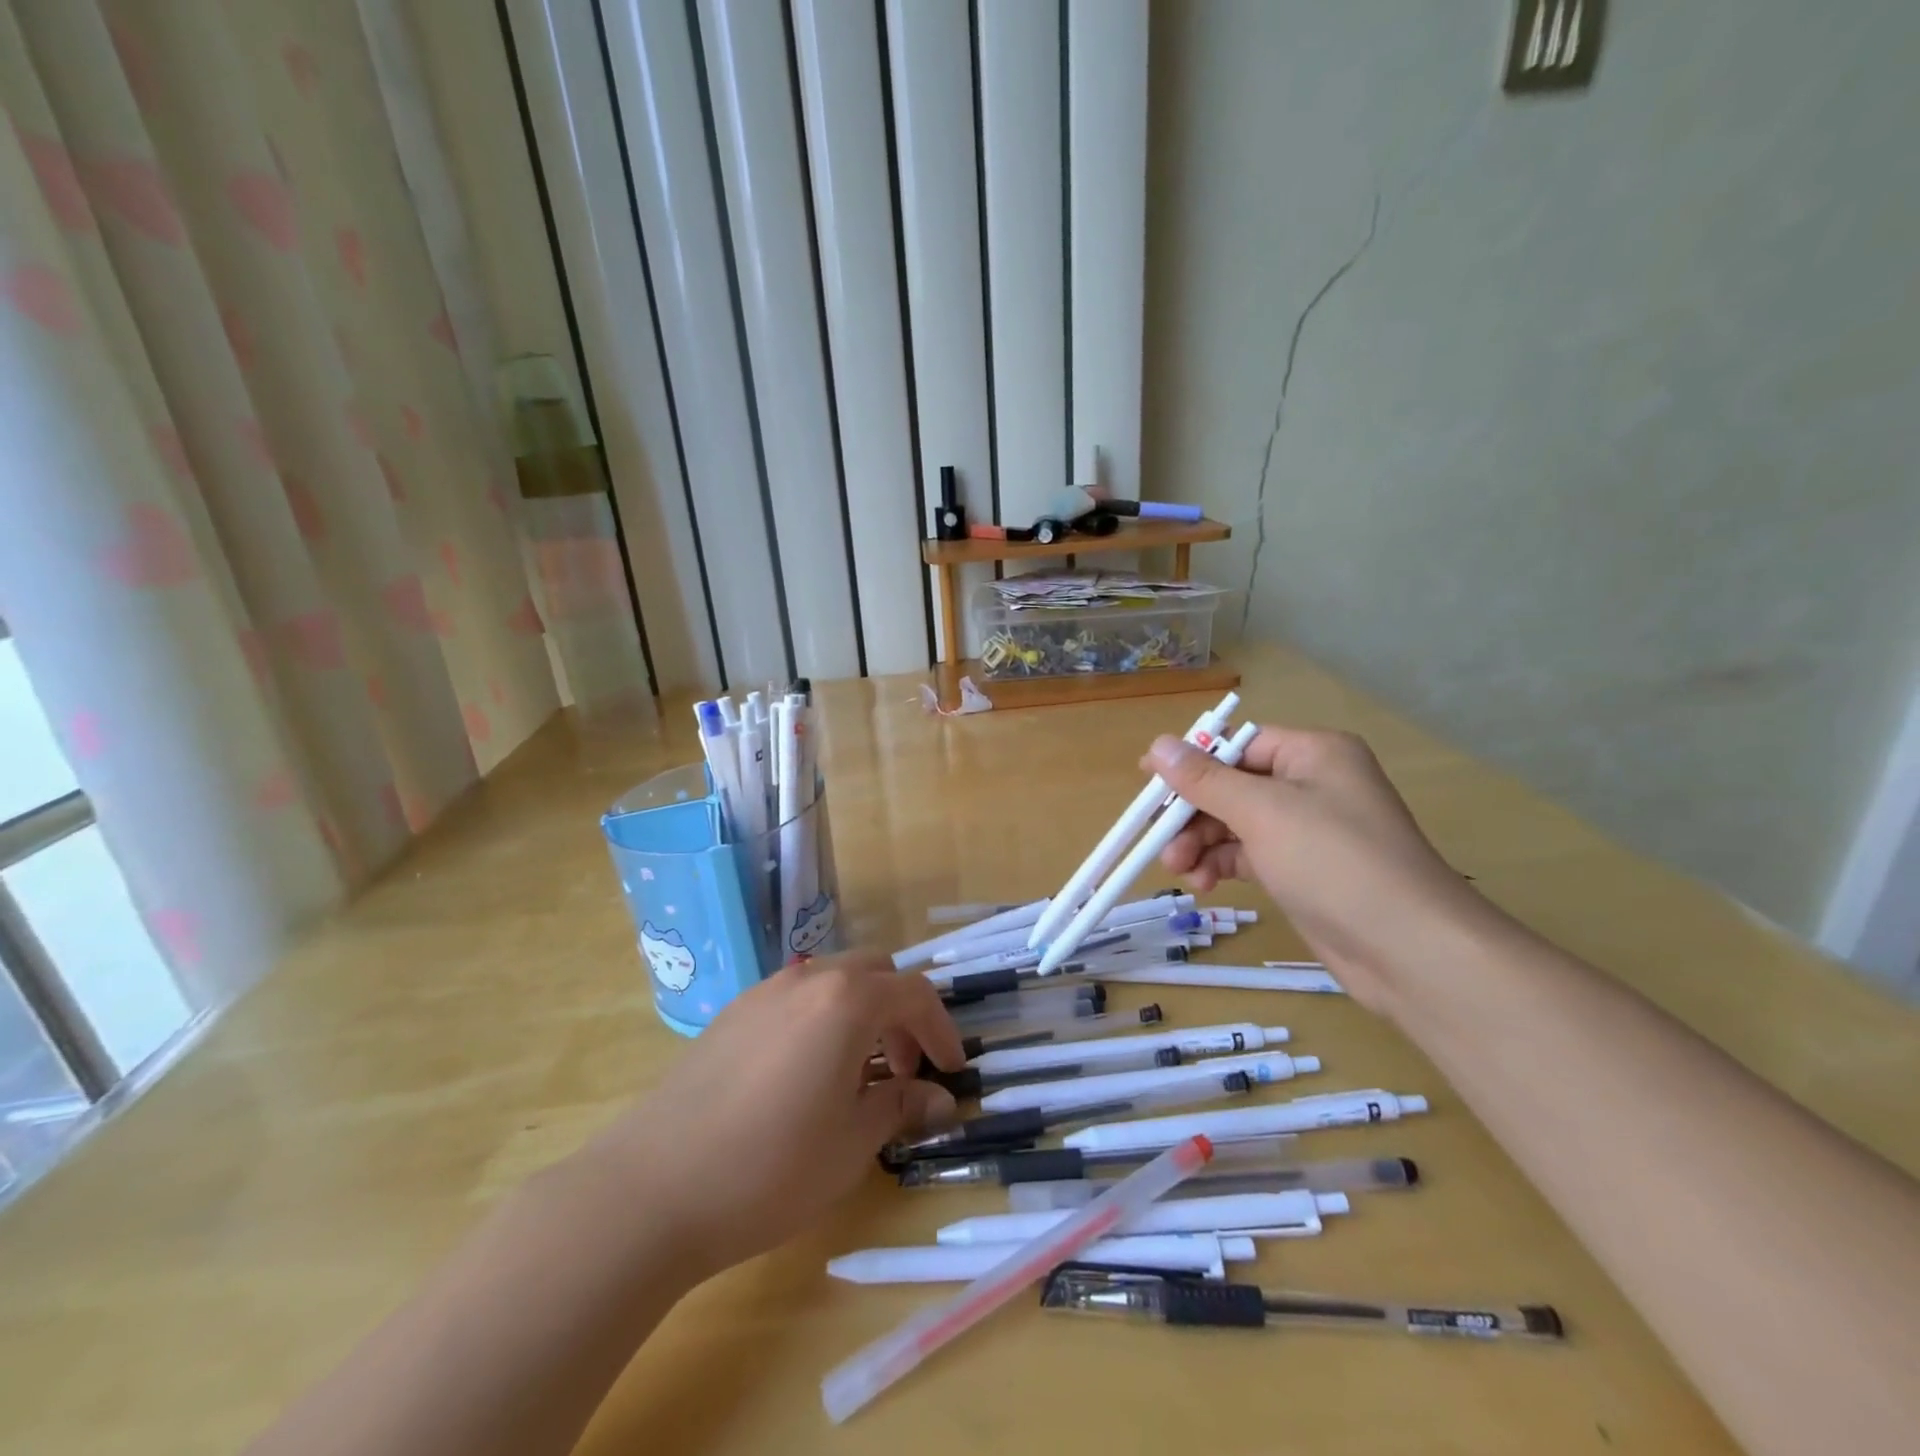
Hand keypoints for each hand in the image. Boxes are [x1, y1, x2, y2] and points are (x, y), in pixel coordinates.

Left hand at [583, 951, 963, 1282]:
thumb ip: (900, 1107)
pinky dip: (821, 1018)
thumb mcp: (850, 1143)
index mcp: (846, 1001)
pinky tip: (806, 1074)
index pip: (914, 994)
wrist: (652, 1189)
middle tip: (903, 1069)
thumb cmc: (769, 1168)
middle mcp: (808, 980)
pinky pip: (796, 997)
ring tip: (857, 1074)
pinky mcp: (732, 1013)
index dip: (941, 1030)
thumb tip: (940, 1099)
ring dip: (861, 1012)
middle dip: (900, 1012)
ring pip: (833, 979)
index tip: (952, 1070)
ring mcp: (765, 992)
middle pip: (874, 972)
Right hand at [1145, 727, 1484, 1005]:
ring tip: (1181, 871)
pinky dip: (1222, 864)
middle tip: (1161, 843)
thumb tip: (1158, 744)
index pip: (1237, 745)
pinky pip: (1248, 854)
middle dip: (1193, 814)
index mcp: (1313, 754)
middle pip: (1232, 786)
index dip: (1191, 763)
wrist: (1409, 950)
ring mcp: (1308, 830)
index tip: (1147, 784)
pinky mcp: (1302, 870)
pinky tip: (1204, 884)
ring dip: (1202, 843)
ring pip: (1235, 823)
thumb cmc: (1335, 862)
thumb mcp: (1262, 813)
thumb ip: (1206, 779)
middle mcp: (1312, 784)